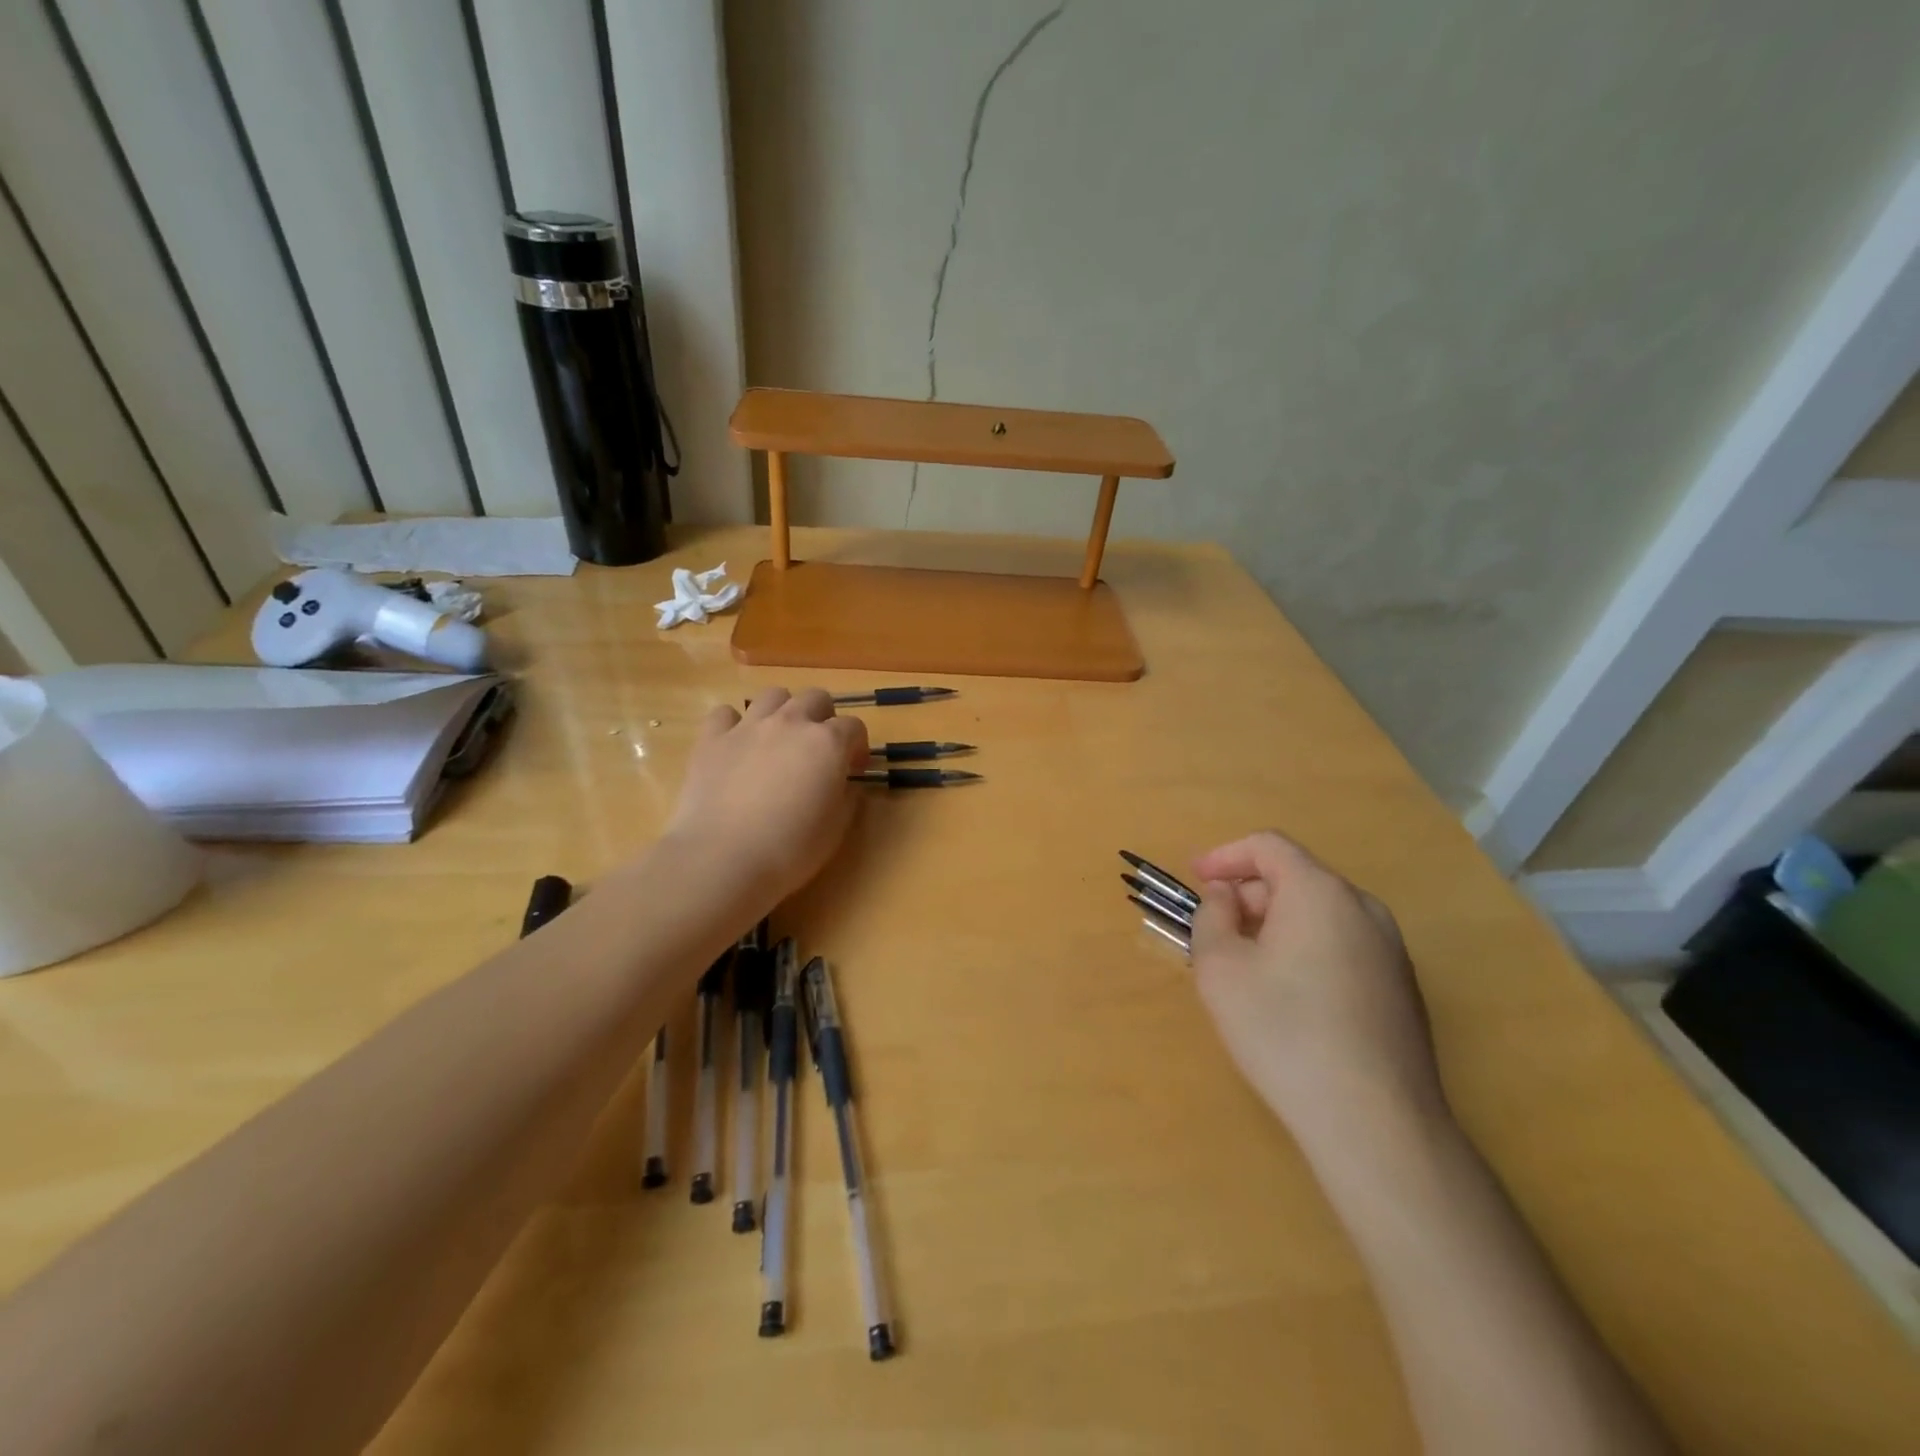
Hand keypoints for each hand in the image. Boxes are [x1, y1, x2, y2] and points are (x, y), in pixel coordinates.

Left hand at [662, 687, 869, 909]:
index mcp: (828, 743)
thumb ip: (846, 798)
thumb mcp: (836, 828)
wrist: (722, 859)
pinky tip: (736, 745)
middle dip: (824, 717)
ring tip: (779, 739)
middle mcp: (790, 723)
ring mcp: (748, 727)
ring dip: (783, 711)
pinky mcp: (711, 739)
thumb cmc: (790, 849)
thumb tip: (845, 785)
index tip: (853, 769)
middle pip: (815, 698)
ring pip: (773, 695)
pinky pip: (725, 713)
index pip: (854, 727)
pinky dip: (734, 724)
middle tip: (819, 749)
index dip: (858, 746)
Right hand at [1188, 831, 1446, 1151]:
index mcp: (1320, 892)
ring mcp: (1391, 950)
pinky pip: (1342, 946)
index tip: (1194, 879)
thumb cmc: (1284, 1032)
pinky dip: (1305, 949)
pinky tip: (1288, 998)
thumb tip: (1226, 897)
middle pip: (1295, 878)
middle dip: (1248, 894)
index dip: (1224, 856)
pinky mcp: (1402, 989)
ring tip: (1245, 964)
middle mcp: (1363, 909)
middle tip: (1214, 930)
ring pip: (1320, 914)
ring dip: (1275, 923)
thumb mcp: (1220, 968)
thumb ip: (1212, 916)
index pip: (1268, 846)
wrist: (1375, 1123)